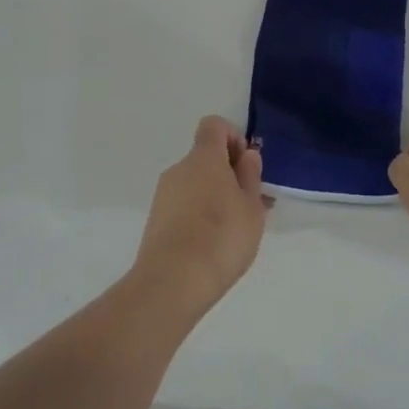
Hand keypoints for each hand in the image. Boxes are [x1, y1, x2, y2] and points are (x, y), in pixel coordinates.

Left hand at [133, 116, 269, 315]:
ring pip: (195, 183)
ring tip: (234, 230)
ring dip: (214, 196)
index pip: (214, 125)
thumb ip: (250, 176)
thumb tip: (246, 155)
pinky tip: (213, 244)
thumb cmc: (222, 237)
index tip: (246, 165)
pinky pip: (183, 205)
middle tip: (249, 204)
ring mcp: (164, 194)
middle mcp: (179, 168)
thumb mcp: (252, 206)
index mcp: (204, 157)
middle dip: (227, 173)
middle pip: (205, 157)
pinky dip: (199, 214)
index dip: (233, 137)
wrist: (172, 282)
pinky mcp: (156, 220)